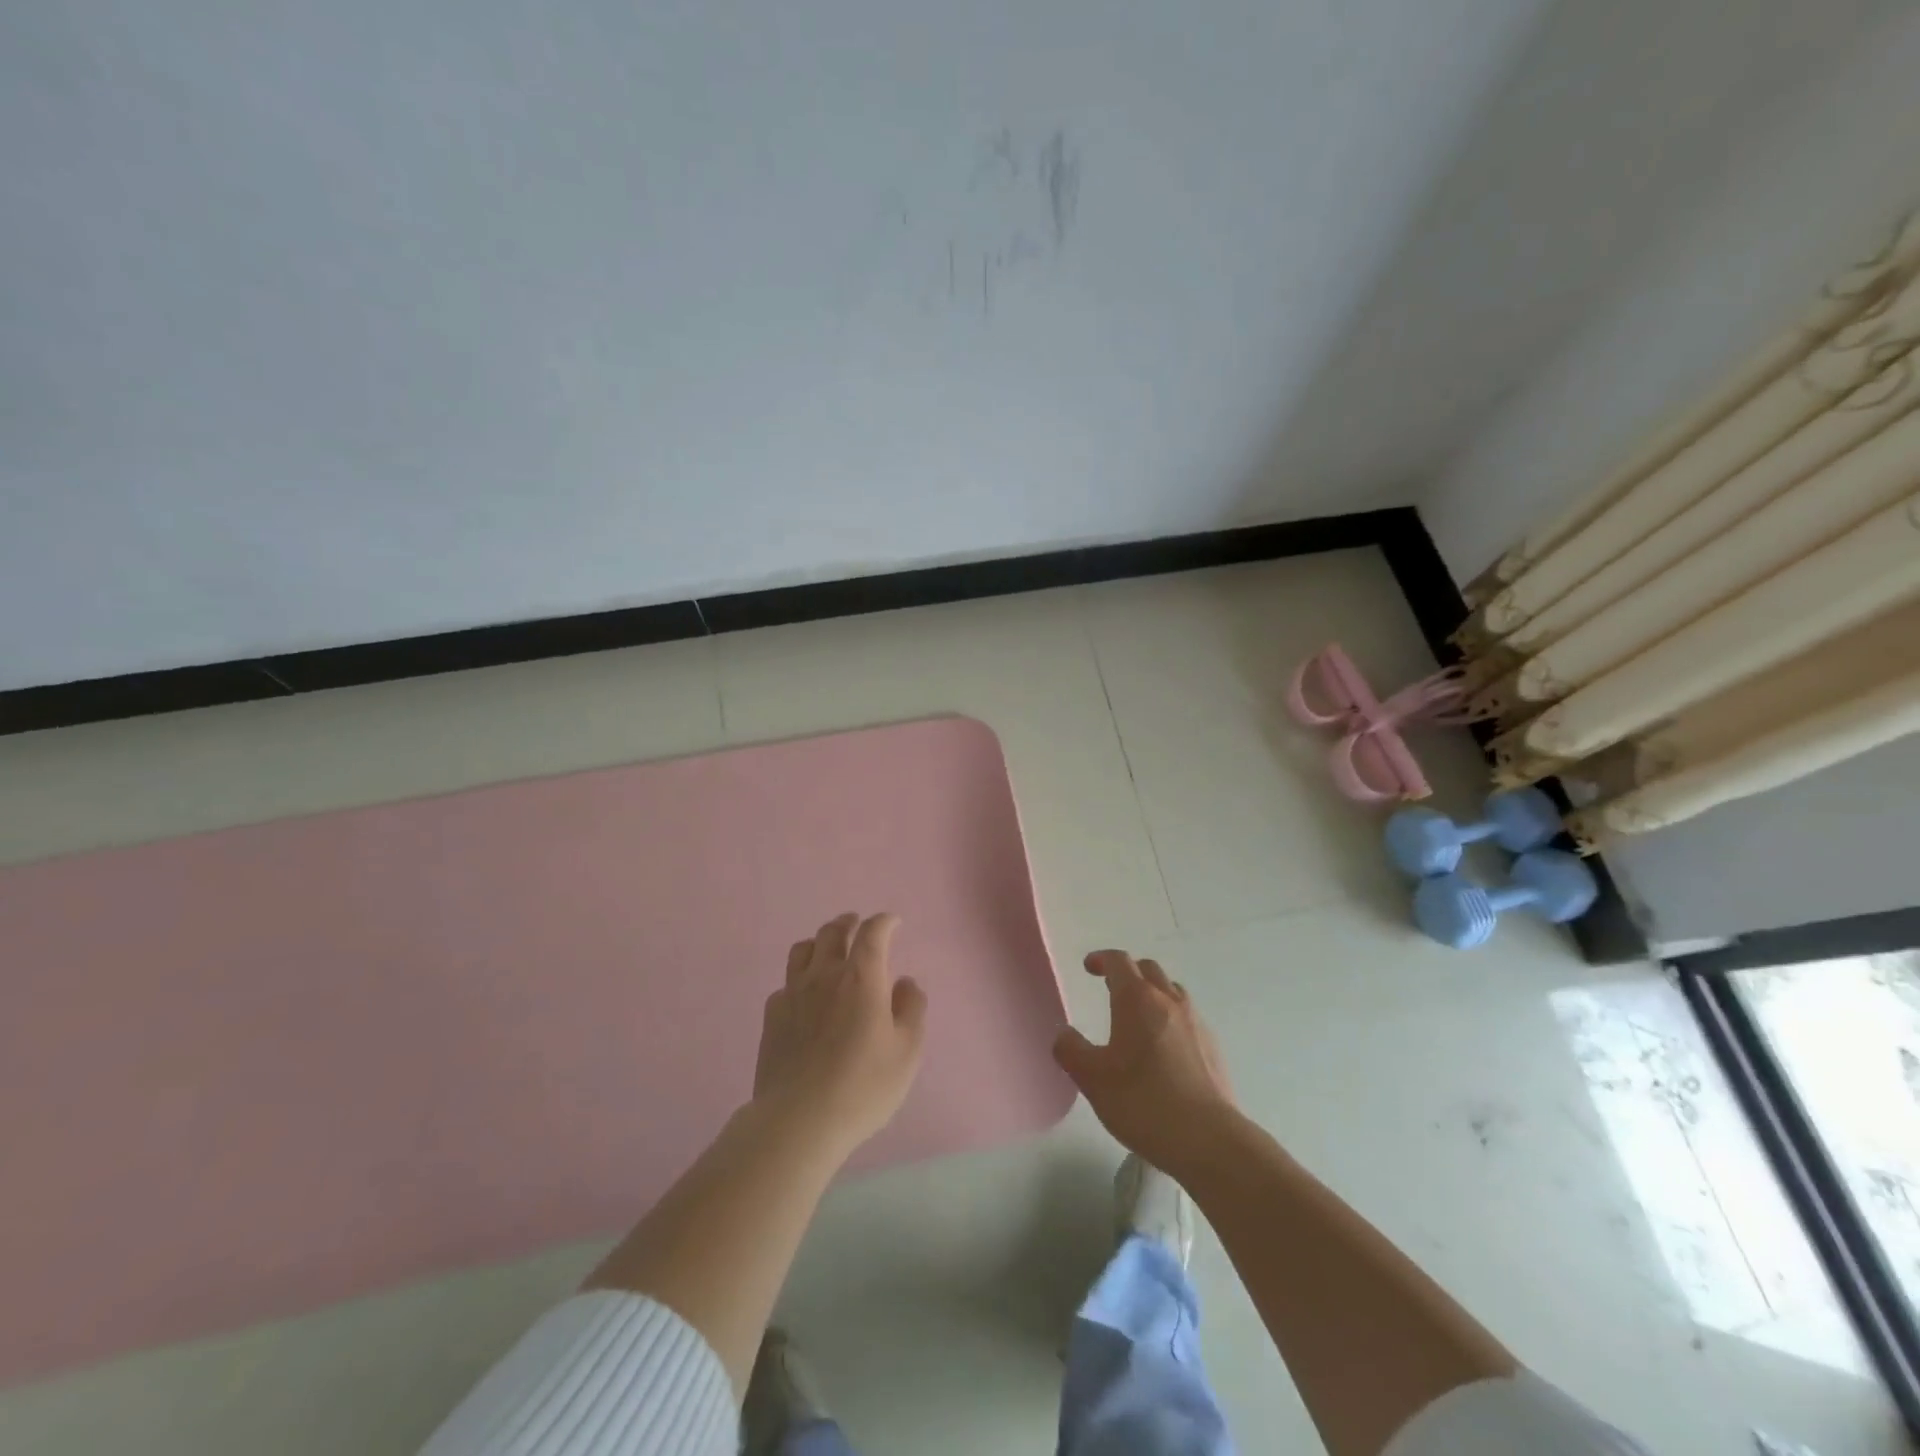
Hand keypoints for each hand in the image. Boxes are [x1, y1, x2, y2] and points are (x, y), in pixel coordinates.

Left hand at [752, 912, 927, 1163]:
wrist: (798, 1120)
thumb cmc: (862, 1086)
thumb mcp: (907, 1051)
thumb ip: (911, 1009)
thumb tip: (905, 983)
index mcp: (861, 978)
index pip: (872, 933)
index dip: (884, 922)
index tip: (893, 923)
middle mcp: (824, 975)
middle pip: (832, 932)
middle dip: (848, 923)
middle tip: (856, 924)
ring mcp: (793, 994)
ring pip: (802, 949)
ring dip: (819, 942)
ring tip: (828, 950)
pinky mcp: (772, 1017)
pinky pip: (786, 982)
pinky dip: (800, 978)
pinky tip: (805, 995)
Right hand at [1052, 950, 1236, 1178]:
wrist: (1208, 1139)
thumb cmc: (1143, 1102)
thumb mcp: (1092, 1079)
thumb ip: (1071, 1051)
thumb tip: (1064, 1034)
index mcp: (1137, 999)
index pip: (1119, 961)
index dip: (1102, 959)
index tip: (1089, 967)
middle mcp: (1169, 1001)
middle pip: (1149, 970)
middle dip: (1129, 972)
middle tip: (1112, 988)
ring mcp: (1196, 1023)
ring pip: (1172, 992)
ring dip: (1154, 993)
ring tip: (1139, 1017)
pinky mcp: (1214, 1048)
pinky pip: (1188, 1019)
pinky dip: (1172, 1019)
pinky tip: (1165, 1050)